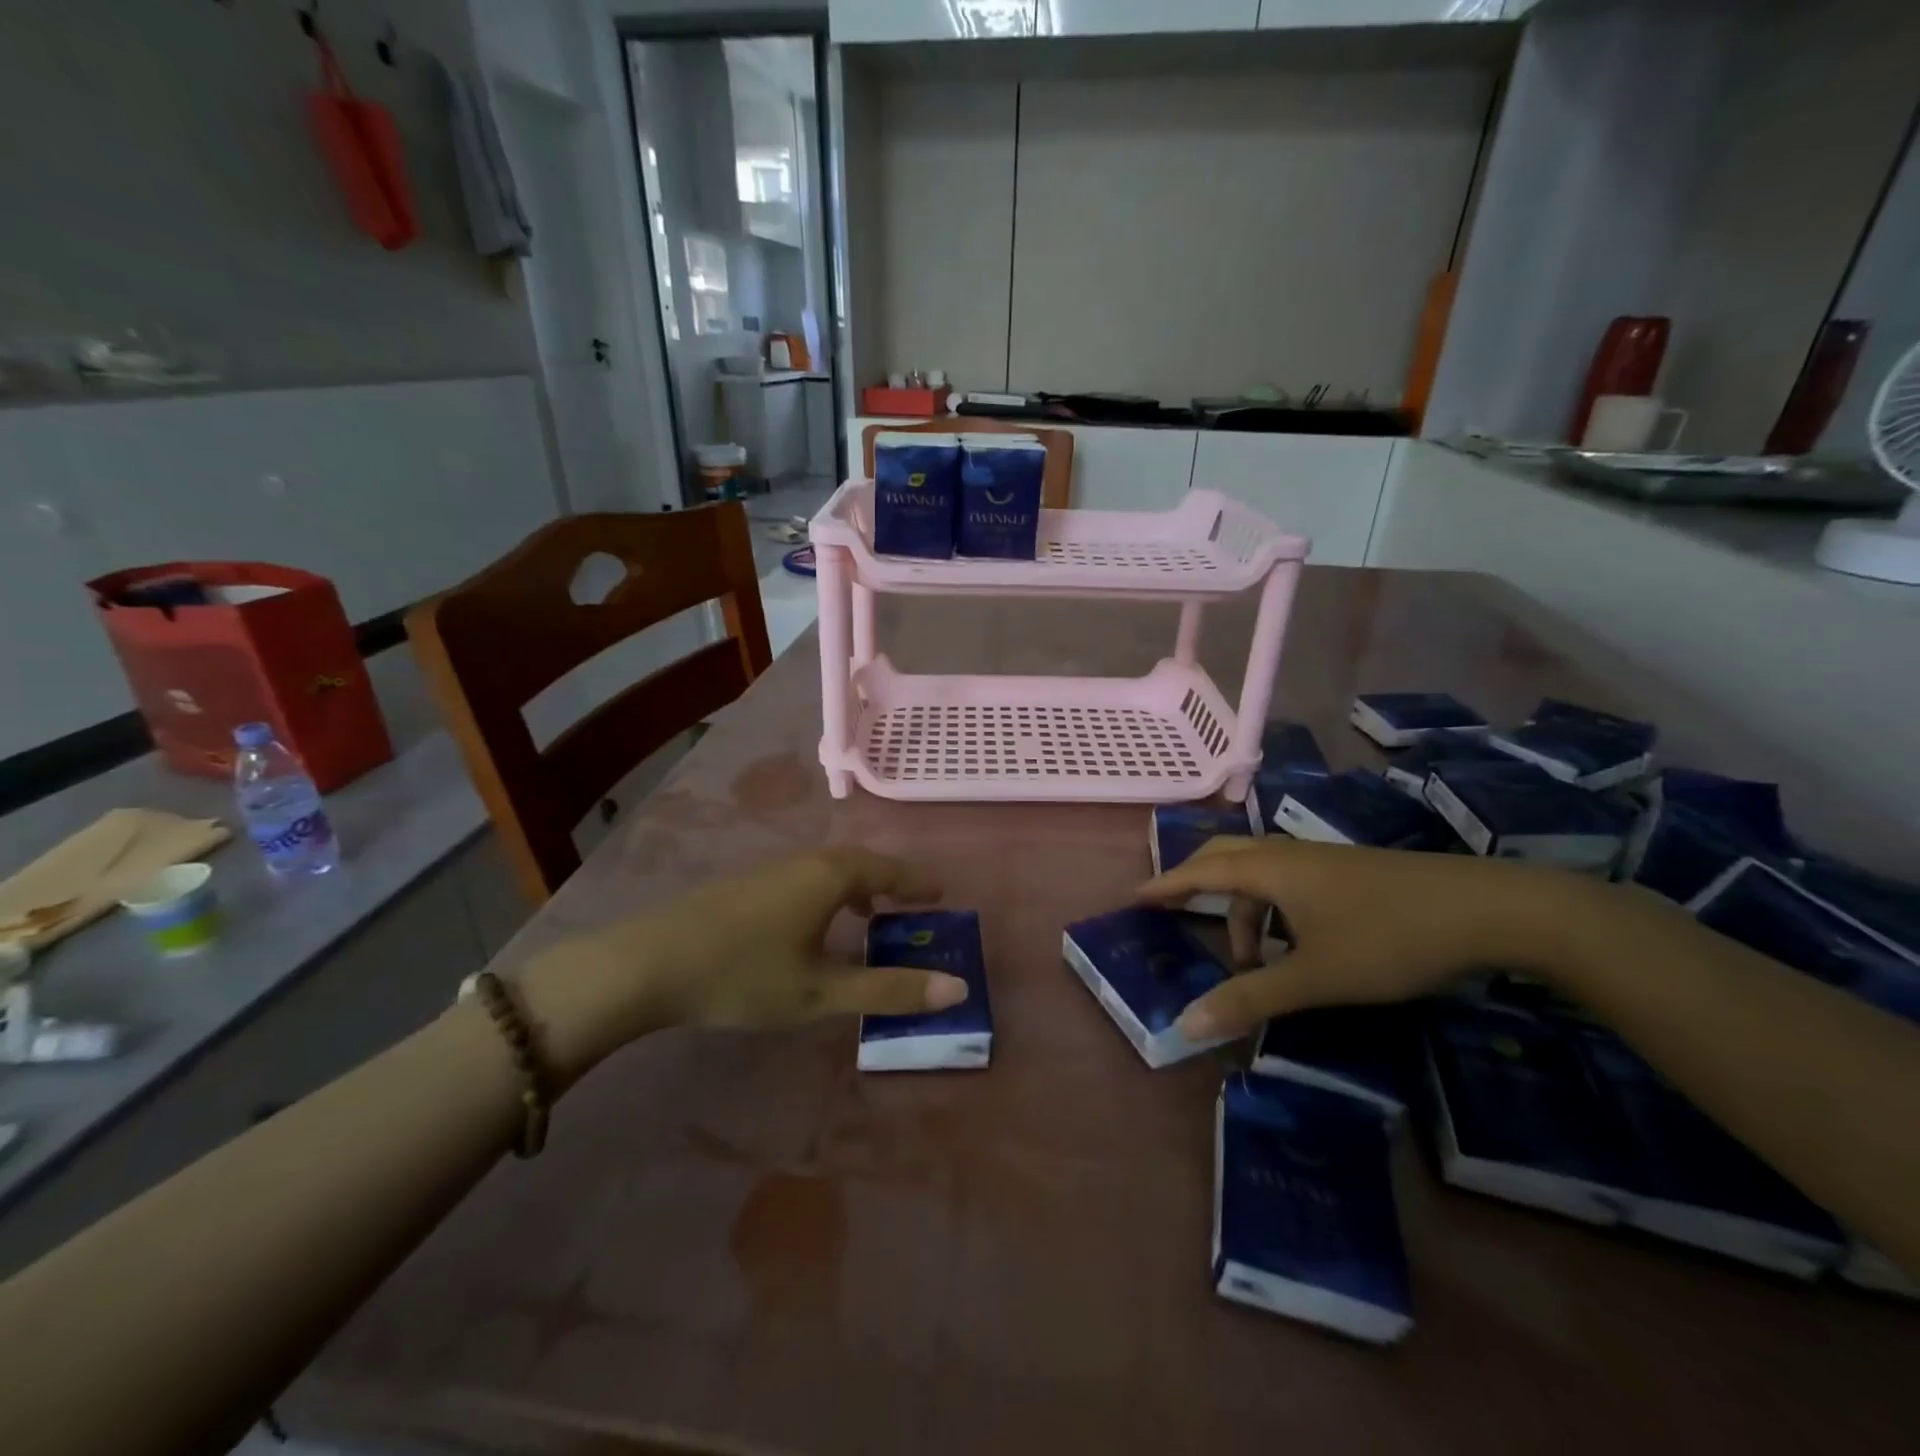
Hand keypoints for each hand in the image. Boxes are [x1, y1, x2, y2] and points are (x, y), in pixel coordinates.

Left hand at [519, 849, 964, 1082]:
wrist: (647, 964)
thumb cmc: (744, 974)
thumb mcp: (821, 992)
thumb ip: (887, 989)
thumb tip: (957, 989)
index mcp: (830, 877)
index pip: (888, 870)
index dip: (917, 883)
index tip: (941, 894)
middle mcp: (804, 862)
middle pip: (859, 864)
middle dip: (889, 884)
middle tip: (911, 905)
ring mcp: (770, 871)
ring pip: (828, 871)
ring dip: (857, 889)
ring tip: (868, 919)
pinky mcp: (744, 887)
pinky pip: (805, 880)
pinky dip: (828, 895)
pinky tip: (812, 927)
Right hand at [1136, 837, 1585, 1040]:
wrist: (1491, 909)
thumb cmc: (1390, 937)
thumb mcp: (1316, 976)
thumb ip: (1250, 998)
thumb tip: (1186, 1024)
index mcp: (1270, 869)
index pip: (1201, 871)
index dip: (1166, 885)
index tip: (1136, 896)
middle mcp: (1290, 854)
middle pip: (1225, 857)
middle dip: (1196, 883)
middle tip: (1175, 911)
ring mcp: (1324, 859)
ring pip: (1262, 873)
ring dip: (1244, 909)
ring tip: (1252, 959)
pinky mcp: (1351, 871)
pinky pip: (1290, 881)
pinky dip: (1273, 908)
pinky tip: (1297, 944)